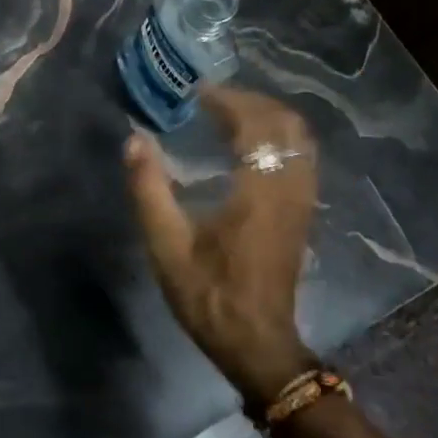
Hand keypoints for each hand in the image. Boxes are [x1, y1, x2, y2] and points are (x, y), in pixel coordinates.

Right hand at [124, 85, 319, 405]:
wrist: (257, 344)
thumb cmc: (209, 296)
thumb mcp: (166, 246)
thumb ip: (148, 189)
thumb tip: (134, 140)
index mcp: (258, 192)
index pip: (255, 126)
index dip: (229, 101)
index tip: (197, 93)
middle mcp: (289, 189)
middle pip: (286, 125)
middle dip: (251, 102)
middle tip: (212, 99)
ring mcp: (302, 202)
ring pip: (300, 140)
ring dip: (267, 118)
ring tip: (230, 114)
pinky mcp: (303, 214)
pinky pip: (301, 158)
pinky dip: (278, 138)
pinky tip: (250, 145)